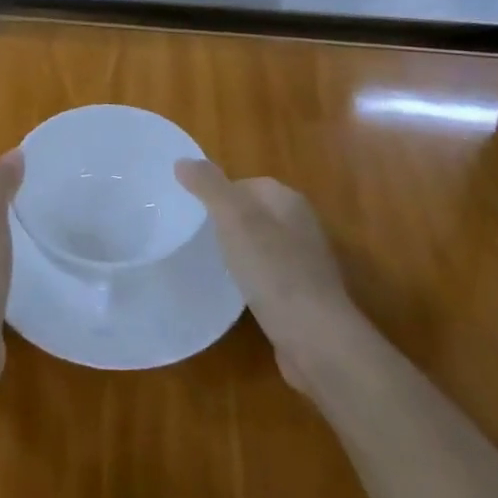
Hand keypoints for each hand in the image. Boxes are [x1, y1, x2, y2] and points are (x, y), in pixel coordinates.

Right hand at [176, 160, 353, 390]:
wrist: (315, 337)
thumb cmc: (273, 270)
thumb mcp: (234, 219)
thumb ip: (209, 186)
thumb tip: (182, 161)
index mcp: (289, 201)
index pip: (246, 183)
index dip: (218, 194)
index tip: (192, 212)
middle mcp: (302, 225)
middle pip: (254, 213)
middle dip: (226, 222)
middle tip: (196, 237)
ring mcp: (305, 262)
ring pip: (261, 245)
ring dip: (238, 252)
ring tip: (210, 264)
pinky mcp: (303, 295)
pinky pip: (268, 275)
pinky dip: (251, 279)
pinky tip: (236, 293)